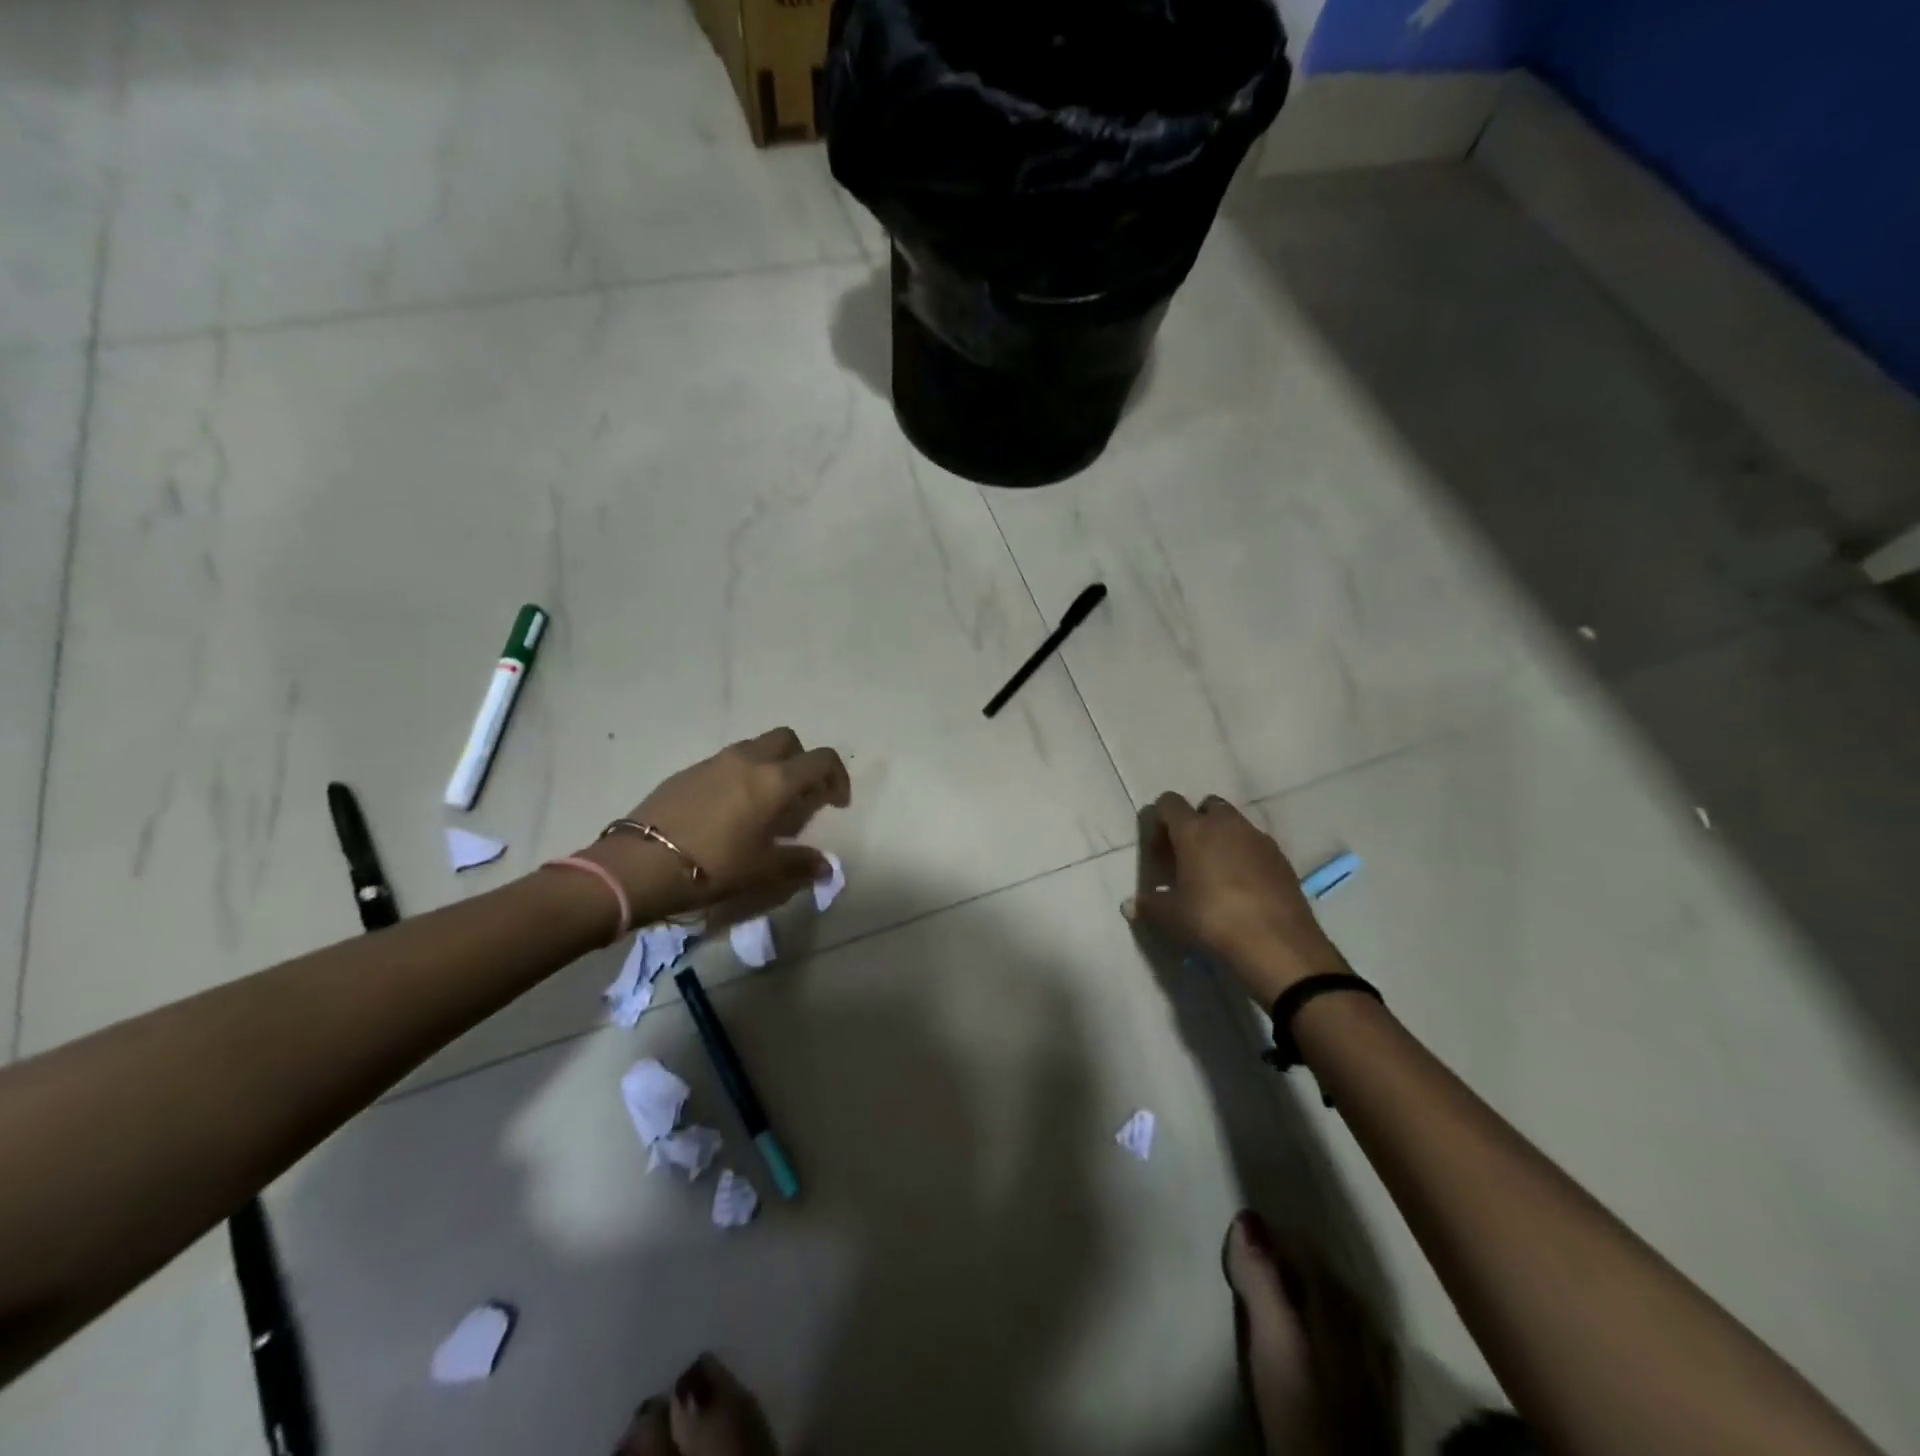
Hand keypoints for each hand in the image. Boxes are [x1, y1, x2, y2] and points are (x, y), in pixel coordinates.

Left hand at [582, 728, 849, 920]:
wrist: (638, 864)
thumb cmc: (712, 866)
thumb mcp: (762, 871)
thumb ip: (800, 864)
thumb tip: (826, 866)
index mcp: (775, 780)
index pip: (821, 760)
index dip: (837, 777)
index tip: (836, 803)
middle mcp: (749, 760)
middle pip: (788, 740)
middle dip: (802, 762)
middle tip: (800, 796)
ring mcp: (715, 761)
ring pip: (756, 748)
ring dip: (771, 766)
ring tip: (764, 806)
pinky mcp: (688, 771)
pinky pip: (727, 762)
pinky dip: (741, 775)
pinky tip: (729, 811)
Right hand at [1123, 793, 1348, 1004]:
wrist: (1278, 945)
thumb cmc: (1213, 920)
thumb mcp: (1172, 917)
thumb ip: (1149, 906)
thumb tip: (1128, 906)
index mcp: (1194, 830)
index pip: (1169, 803)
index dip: (1159, 822)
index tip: (1158, 853)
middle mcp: (1227, 825)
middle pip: (1207, 806)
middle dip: (1195, 824)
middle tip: (1187, 858)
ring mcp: (1259, 839)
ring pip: (1235, 825)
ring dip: (1222, 840)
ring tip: (1215, 876)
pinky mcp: (1282, 859)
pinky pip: (1256, 846)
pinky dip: (1245, 857)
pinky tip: (1242, 889)